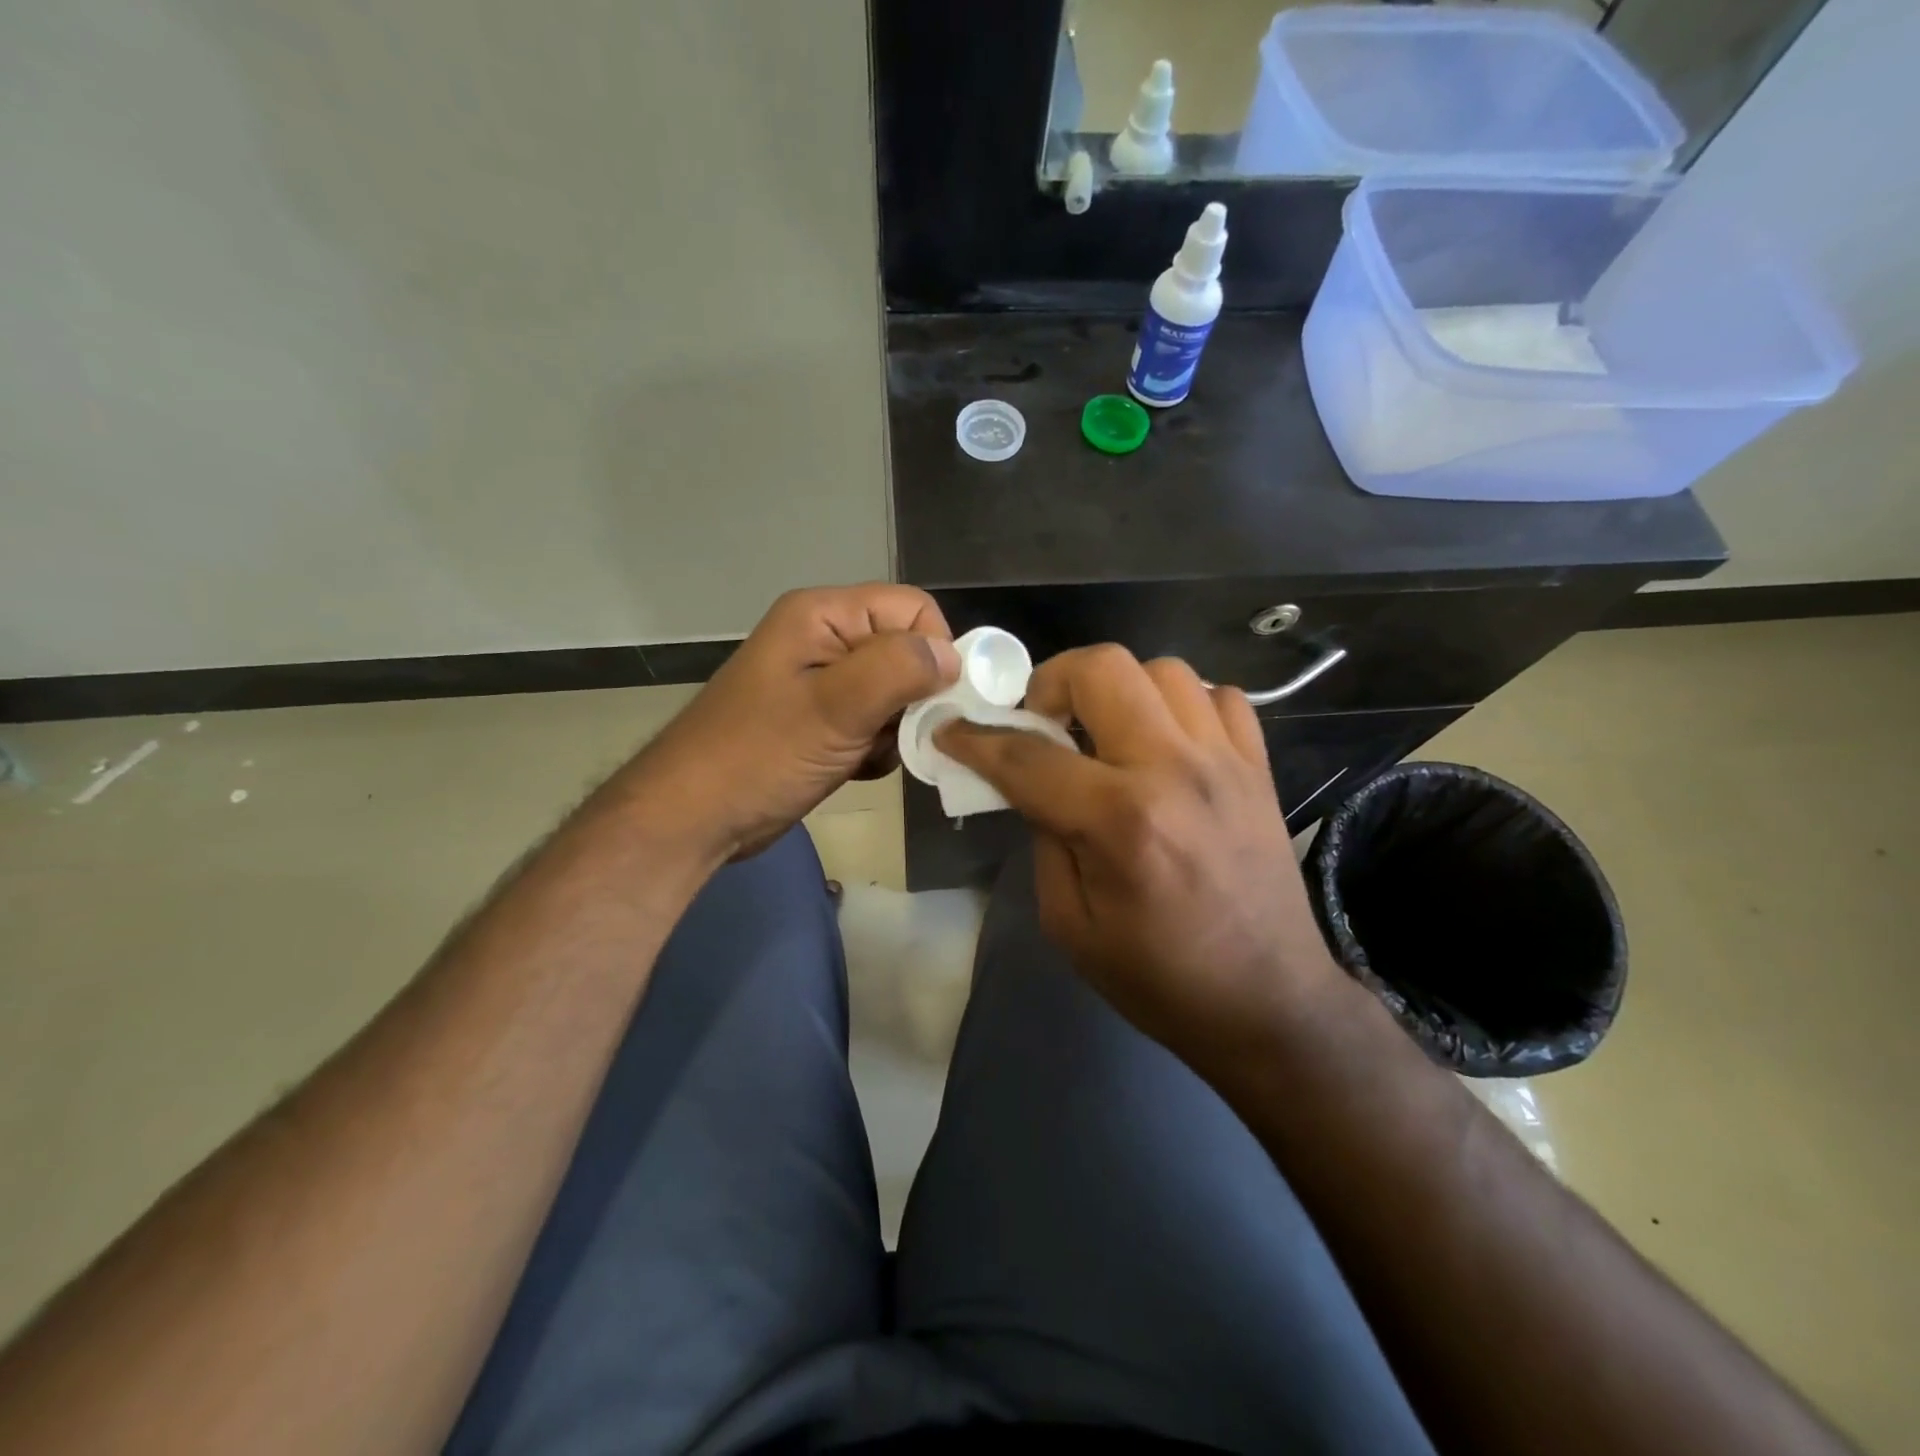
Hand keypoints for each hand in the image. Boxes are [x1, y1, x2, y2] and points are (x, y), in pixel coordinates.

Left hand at [632, 585, 957, 861]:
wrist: (694, 817)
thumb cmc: (760, 756)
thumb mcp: (835, 707)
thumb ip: (899, 670)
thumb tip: (952, 656)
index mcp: (824, 614)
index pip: (913, 610)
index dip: (933, 652)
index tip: (928, 703)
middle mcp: (826, 638)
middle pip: (906, 651)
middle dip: (912, 698)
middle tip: (893, 736)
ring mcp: (822, 682)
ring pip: (896, 693)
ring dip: (895, 729)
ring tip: (866, 755)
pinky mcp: (822, 720)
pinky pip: (874, 722)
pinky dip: (876, 748)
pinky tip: (854, 768)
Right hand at [936, 645, 1341, 1069]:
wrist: (1270, 1003)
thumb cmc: (1160, 978)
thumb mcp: (1070, 924)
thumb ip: (1044, 840)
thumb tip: (1033, 784)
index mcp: (1120, 820)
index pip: (1029, 756)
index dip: (976, 740)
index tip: (951, 731)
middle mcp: (1174, 770)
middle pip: (1103, 669)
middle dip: (1052, 682)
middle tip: (1042, 723)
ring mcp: (1225, 761)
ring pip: (1163, 669)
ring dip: (1119, 690)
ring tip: (1105, 732)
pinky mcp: (1259, 767)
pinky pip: (1221, 696)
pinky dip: (1183, 704)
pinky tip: (1166, 741)